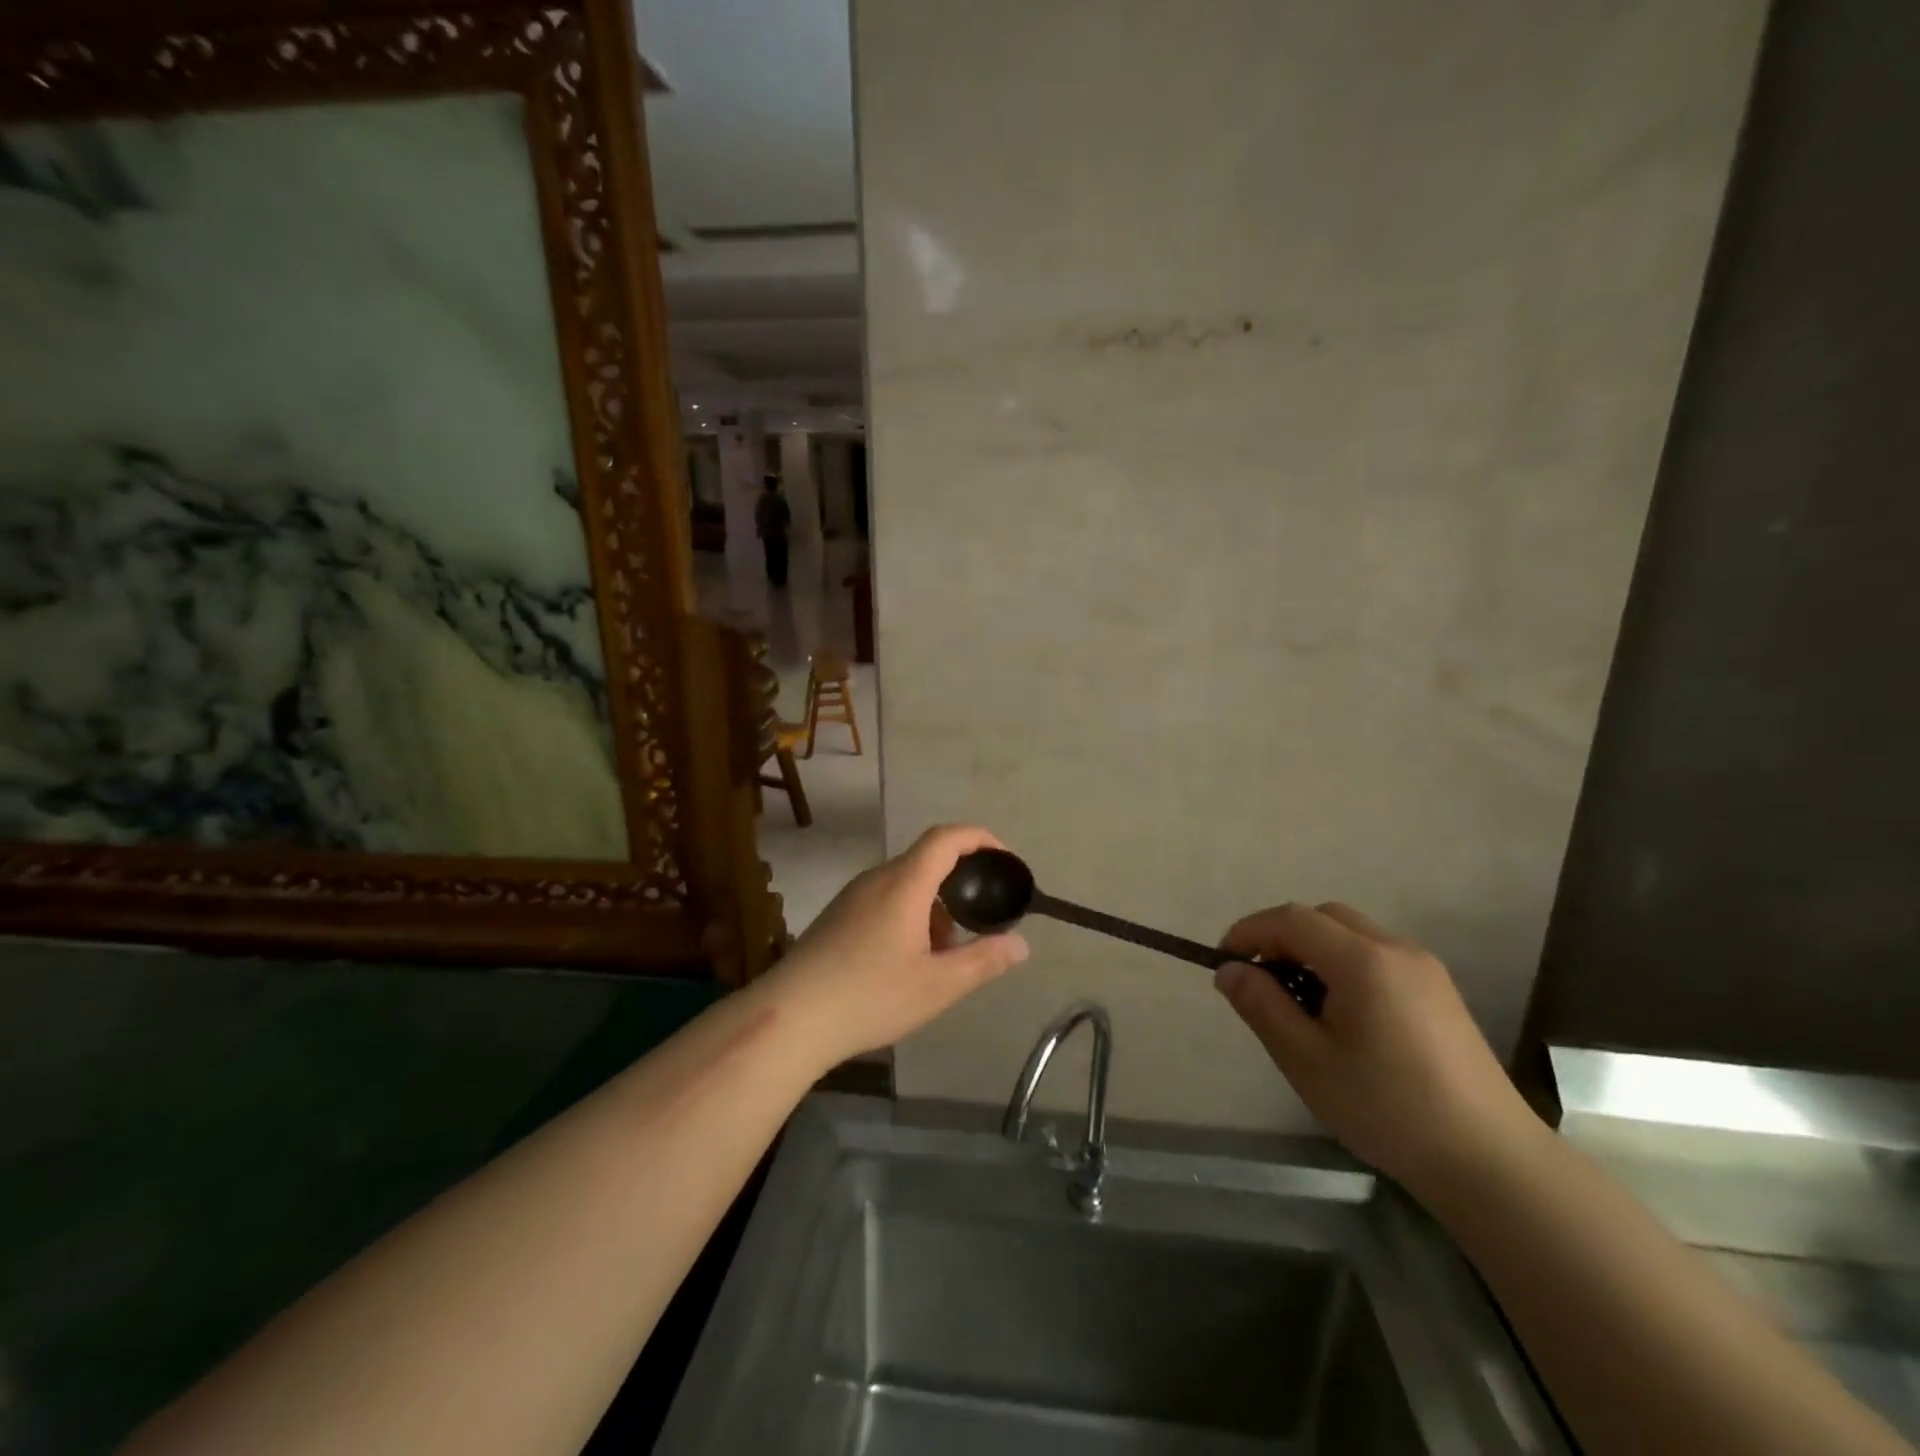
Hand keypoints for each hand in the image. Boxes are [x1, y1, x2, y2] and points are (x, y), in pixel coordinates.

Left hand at [758, 825, 1029, 1066]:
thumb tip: (1021, 944)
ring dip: (935, 904)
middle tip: (984, 915)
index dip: (980, 838)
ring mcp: (853, 896)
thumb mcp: (938, 985)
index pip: (946, 837)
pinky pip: (885, 898)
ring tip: (948, 949)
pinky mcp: (837, 915)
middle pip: (927, 859)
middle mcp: (877, 879)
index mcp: (904, 883)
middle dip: (961, 881)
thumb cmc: (870, 997)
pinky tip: (911, 958)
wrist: (791, 1017)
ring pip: (905, 883)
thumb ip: (983, 961)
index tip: (1005, 861)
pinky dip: (911, 913)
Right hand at [1215, 902, 1537, 1196]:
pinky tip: (1341, 1015)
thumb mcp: (1307, 1060)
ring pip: (1351, 934)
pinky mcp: (1439, 991)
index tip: (1224, 962)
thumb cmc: (1388, 1109)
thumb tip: (1229, 970)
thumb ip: (1262, 1006)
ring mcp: (1424, 968)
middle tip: (1260, 982)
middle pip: (1323, 917)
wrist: (1490, 1161)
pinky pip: (1377, 956)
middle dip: (1282, 937)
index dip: (1250, 931)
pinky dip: (1343, 965)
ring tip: (1298, 1002)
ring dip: (1313, 951)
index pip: (1291, 919)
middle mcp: (1396, 949)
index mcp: (1363, 961)